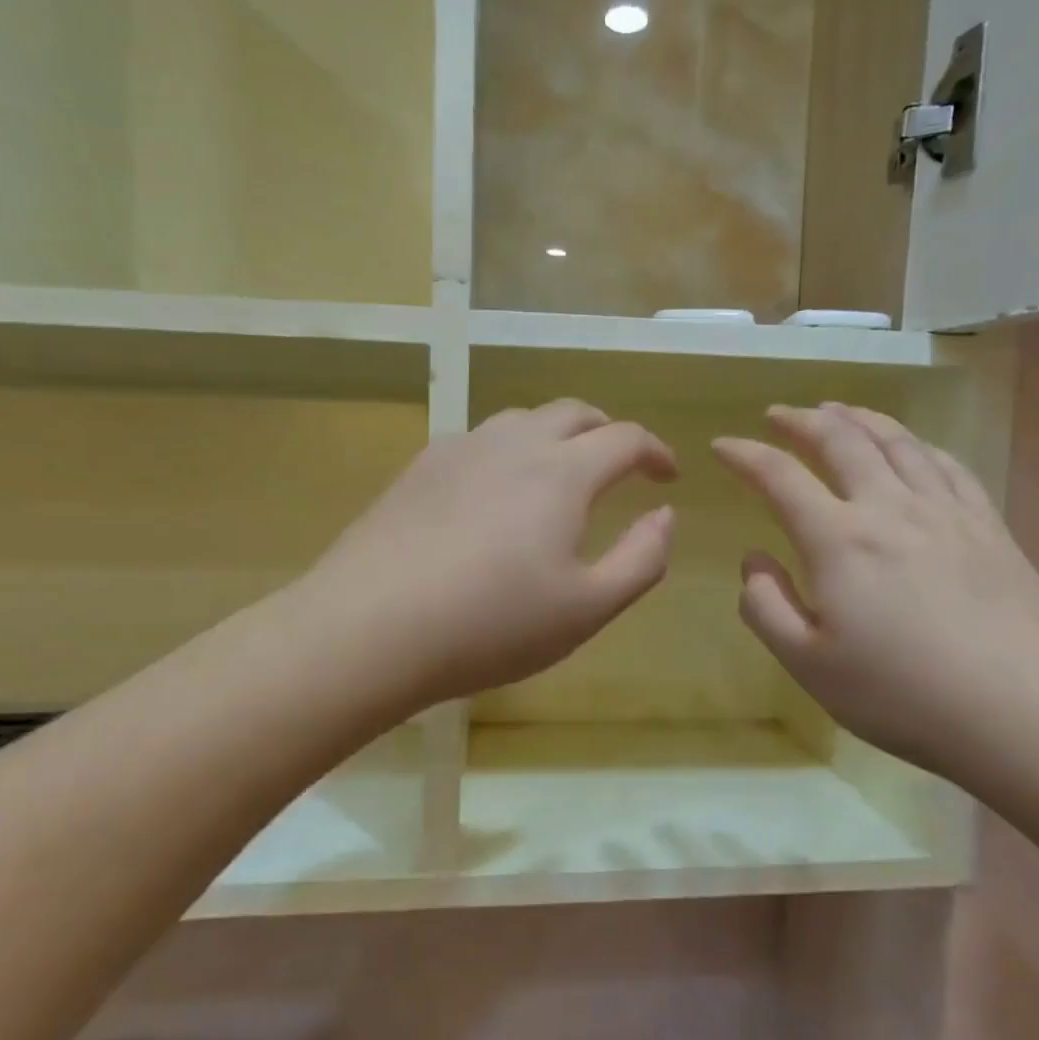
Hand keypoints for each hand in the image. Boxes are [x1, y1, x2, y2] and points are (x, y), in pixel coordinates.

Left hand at [304, 399, 676, 710]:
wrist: (371, 626)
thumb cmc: (492, 624)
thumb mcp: (588, 607)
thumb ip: (643, 558)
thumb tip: (665, 515)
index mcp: (562, 472)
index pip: (625, 438)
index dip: (655, 452)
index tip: (667, 476)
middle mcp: (513, 443)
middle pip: (573, 412)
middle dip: (607, 432)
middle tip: (620, 465)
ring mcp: (459, 450)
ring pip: (521, 420)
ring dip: (555, 436)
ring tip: (559, 474)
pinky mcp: (418, 469)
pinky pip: (477, 442)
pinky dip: (507, 452)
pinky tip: (494, 492)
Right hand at [713, 404, 1038, 783]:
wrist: (1029, 713)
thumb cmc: (904, 697)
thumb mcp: (809, 666)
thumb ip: (766, 607)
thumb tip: (753, 560)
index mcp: (839, 540)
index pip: (780, 477)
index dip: (745, 455)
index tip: (722, 444)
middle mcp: (891, 508)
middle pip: (842, 441)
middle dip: (803, 420)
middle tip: (779, 413)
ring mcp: (947, 512)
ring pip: (898, 442)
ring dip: (860, 418)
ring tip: (837, 410)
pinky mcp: (990, 526)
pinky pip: (947, 464)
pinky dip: (917, 443)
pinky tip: (912, 446)